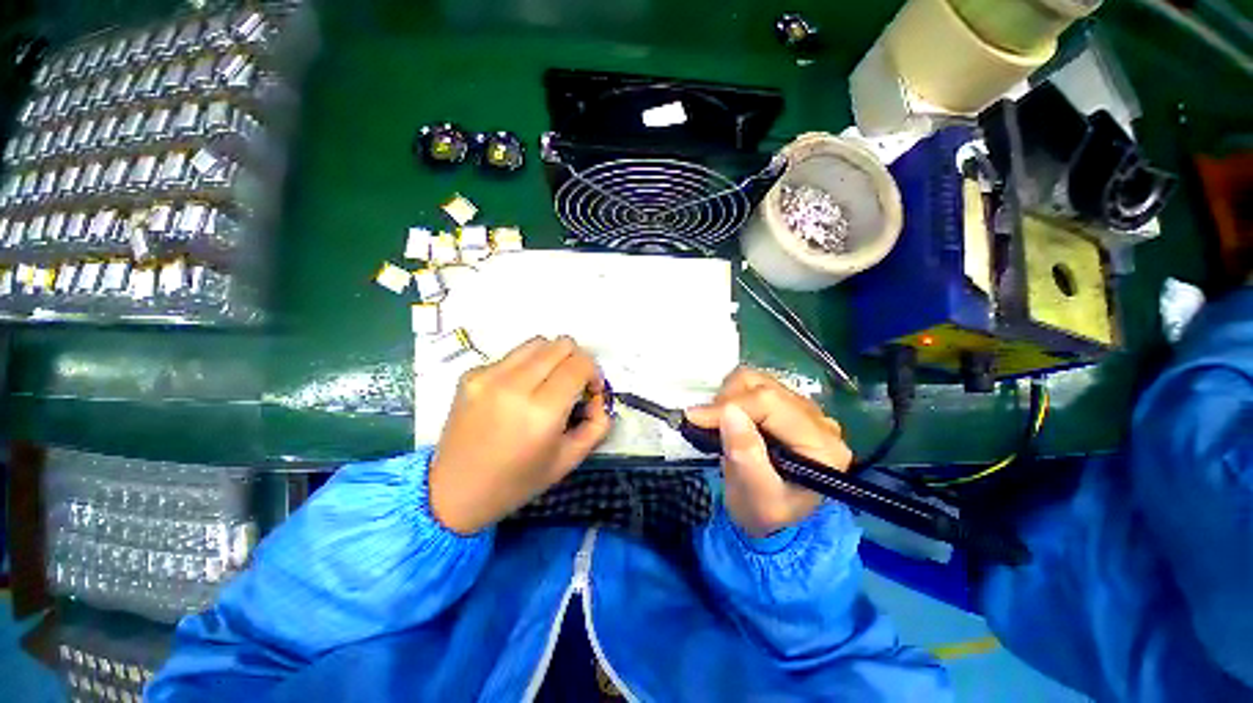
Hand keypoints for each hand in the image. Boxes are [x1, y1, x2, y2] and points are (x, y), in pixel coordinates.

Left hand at [429, 336, 610, 534]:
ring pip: (538, 342)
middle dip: (576, 360)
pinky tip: (518, 392)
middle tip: (573, 385)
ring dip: (553, 358)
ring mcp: (488, 376)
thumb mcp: (569, 459)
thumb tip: (597, 395)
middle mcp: (514, 386)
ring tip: (548, 384)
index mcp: (541, 412)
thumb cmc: (517, 482)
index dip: (594, 372)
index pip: (580, 364)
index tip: (591, 390)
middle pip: (561, 344)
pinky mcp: (470, 374)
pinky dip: (527, 366)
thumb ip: (597, 424)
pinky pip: (513, 356)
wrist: (453, 492)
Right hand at [686, 367, 852, 537]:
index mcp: (822, 446)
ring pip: (758, 380)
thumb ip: (746, 456)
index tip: (695, 418)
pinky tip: (728, 417)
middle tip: (703, 424)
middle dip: (726, 402)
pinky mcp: (786, 403)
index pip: (771, 404)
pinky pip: (755, 384)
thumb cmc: (764, 512)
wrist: (769, 516)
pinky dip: (732, 395)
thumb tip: (729, 412)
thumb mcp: (756, 496)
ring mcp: (804, 408)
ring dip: (728, 396)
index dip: (730, 405)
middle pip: (765, 387)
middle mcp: (819, 421)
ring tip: (717, 423)